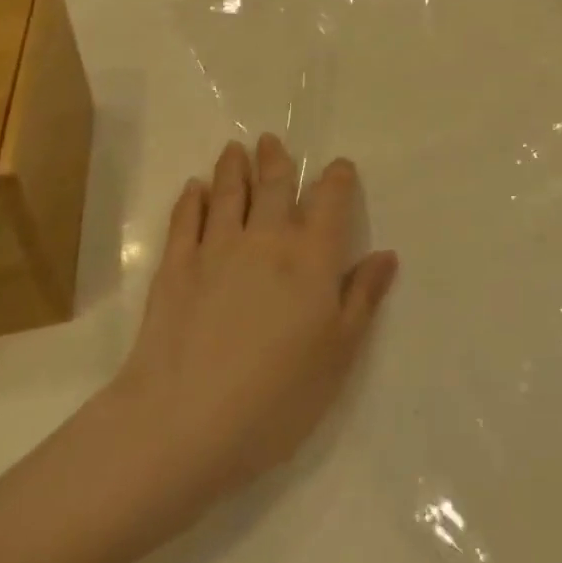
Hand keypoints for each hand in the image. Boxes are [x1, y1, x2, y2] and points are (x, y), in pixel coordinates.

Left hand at [92, 136, 397, 533]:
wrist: (185, 422)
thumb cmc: (277, 397)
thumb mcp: (338, 354)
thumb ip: (362, 298)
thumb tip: (386, 254)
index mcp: (311, 257)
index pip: (329, 200)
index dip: (337, 179)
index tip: (339, 167)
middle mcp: (266, 238)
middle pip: (273, 185)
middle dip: (276, 159)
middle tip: (271, 140)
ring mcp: (216, 247)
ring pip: (227, 192)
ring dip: (233, 167)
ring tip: (234, 149)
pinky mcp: (176, 266)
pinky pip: (186, 219)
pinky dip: (191, 199)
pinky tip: (193, 189)